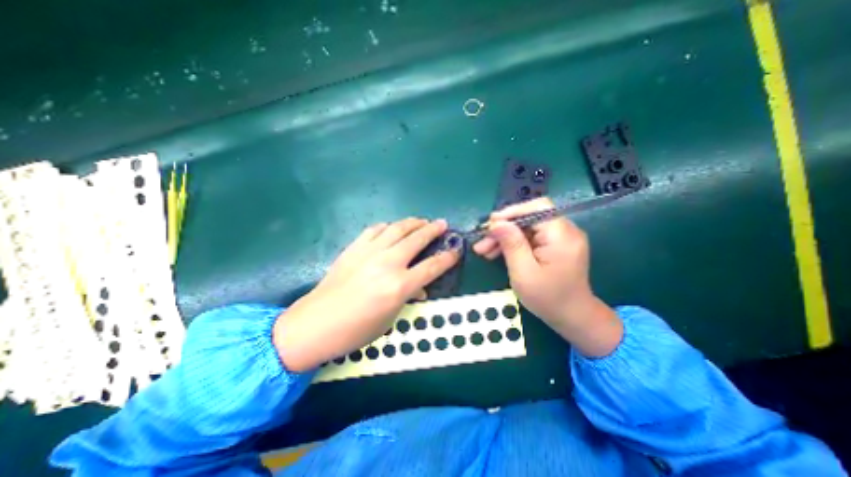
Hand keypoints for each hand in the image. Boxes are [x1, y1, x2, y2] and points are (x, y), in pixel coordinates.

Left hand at [272, 218, 459, 372]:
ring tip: (422, 221)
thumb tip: (419, 287)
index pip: (432, 266)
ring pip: (397, 228)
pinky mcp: (354, 248)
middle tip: (442, 224)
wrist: (316, 323)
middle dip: (433, 230)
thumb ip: (407, 297)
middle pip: (417, 239)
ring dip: (413, 222)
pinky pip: (375, 229)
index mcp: (399, 286)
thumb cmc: (355, 330)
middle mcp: (388, 263)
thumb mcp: (390, 319)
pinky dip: (388, 226)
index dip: (448, 257)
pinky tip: (392, 228)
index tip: (457, 250)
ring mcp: (369, 252)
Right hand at [476, 198, 622, 357]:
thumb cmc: (548, 299)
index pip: (537, 208)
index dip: (512, 212)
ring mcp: (560, 238)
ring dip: (504, 237)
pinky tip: (496, 252)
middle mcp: (565, 231)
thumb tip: (496, 223)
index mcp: (562, 236)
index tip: (490, 225)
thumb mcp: (524, 273)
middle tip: (481, 242)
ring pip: (526, 228)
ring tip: (483, 250)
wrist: (572, 317)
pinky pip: (530, 237)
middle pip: (529, 218)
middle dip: (503, 229)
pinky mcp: (554, 245)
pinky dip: (512, 243)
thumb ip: (511, 244)